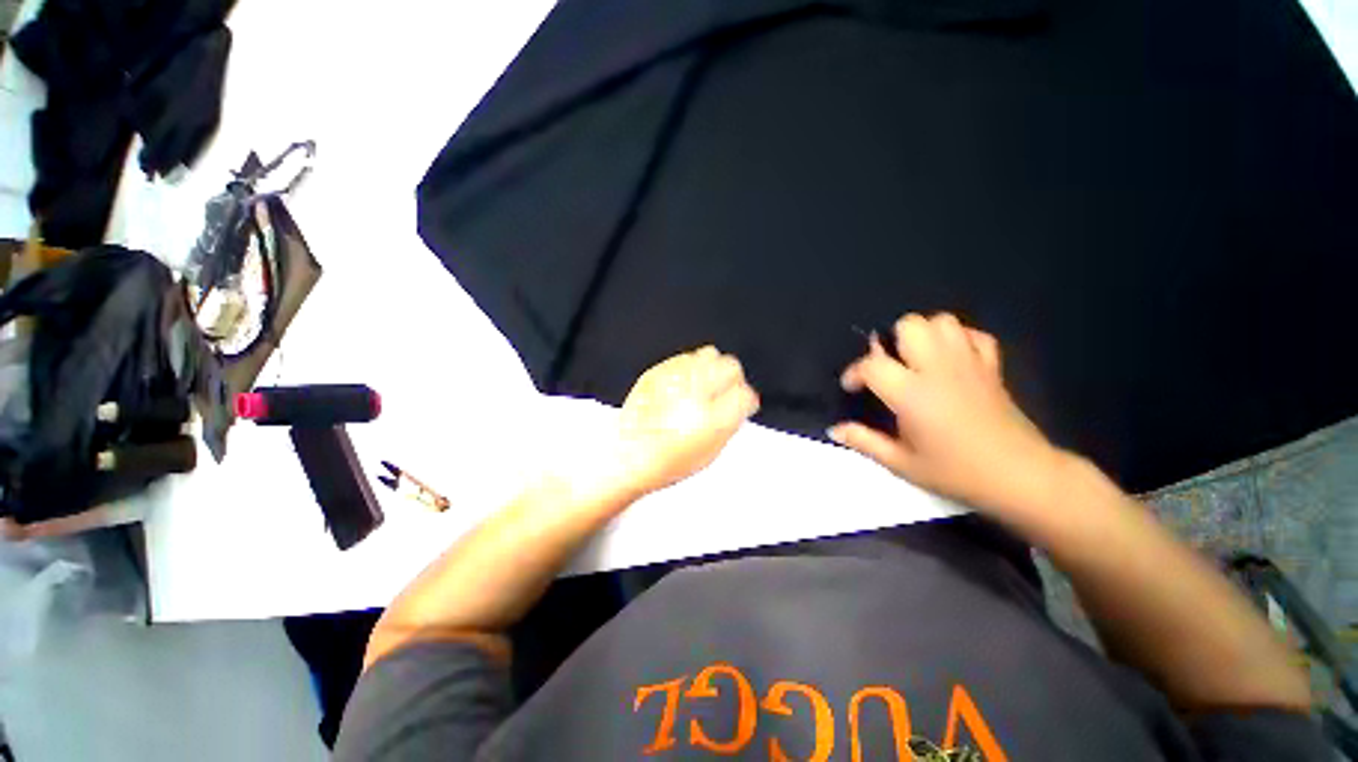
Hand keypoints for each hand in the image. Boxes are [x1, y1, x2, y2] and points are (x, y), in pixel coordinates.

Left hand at [607, 346, 759, 497]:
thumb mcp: (710, 453)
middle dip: (732, 377)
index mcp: (713, 418)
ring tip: (704, 383)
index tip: (743, 401)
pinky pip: (685, 357)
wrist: (627, 457)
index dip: (746, 398)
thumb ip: (729, 424)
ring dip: (712, 367)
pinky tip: (685, 382)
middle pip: (731, 366)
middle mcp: (696, 393)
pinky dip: (691, 366)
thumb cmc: (665, 463)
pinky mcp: (658, 371)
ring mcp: (676, 379)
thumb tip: (740, 405)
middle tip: (725, 388)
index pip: (746, 393)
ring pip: (710, 354)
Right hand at [829, 313, 1063, 517]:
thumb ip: (865, 441)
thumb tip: (834, 429)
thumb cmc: (956, 472)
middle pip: (910, 326)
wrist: (1021, 477)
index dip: (855, 372)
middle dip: (891, 341)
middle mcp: (938, 369)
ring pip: (942, 322)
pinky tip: (949, 359)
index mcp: (912, 393)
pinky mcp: (992, 367)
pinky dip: (958, 339)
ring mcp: (969, 364)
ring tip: (916, 359)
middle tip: (890, 368)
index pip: (872, 364)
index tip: (852, 387)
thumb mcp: (902, 464)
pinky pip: (974, 335)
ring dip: (923, 334)